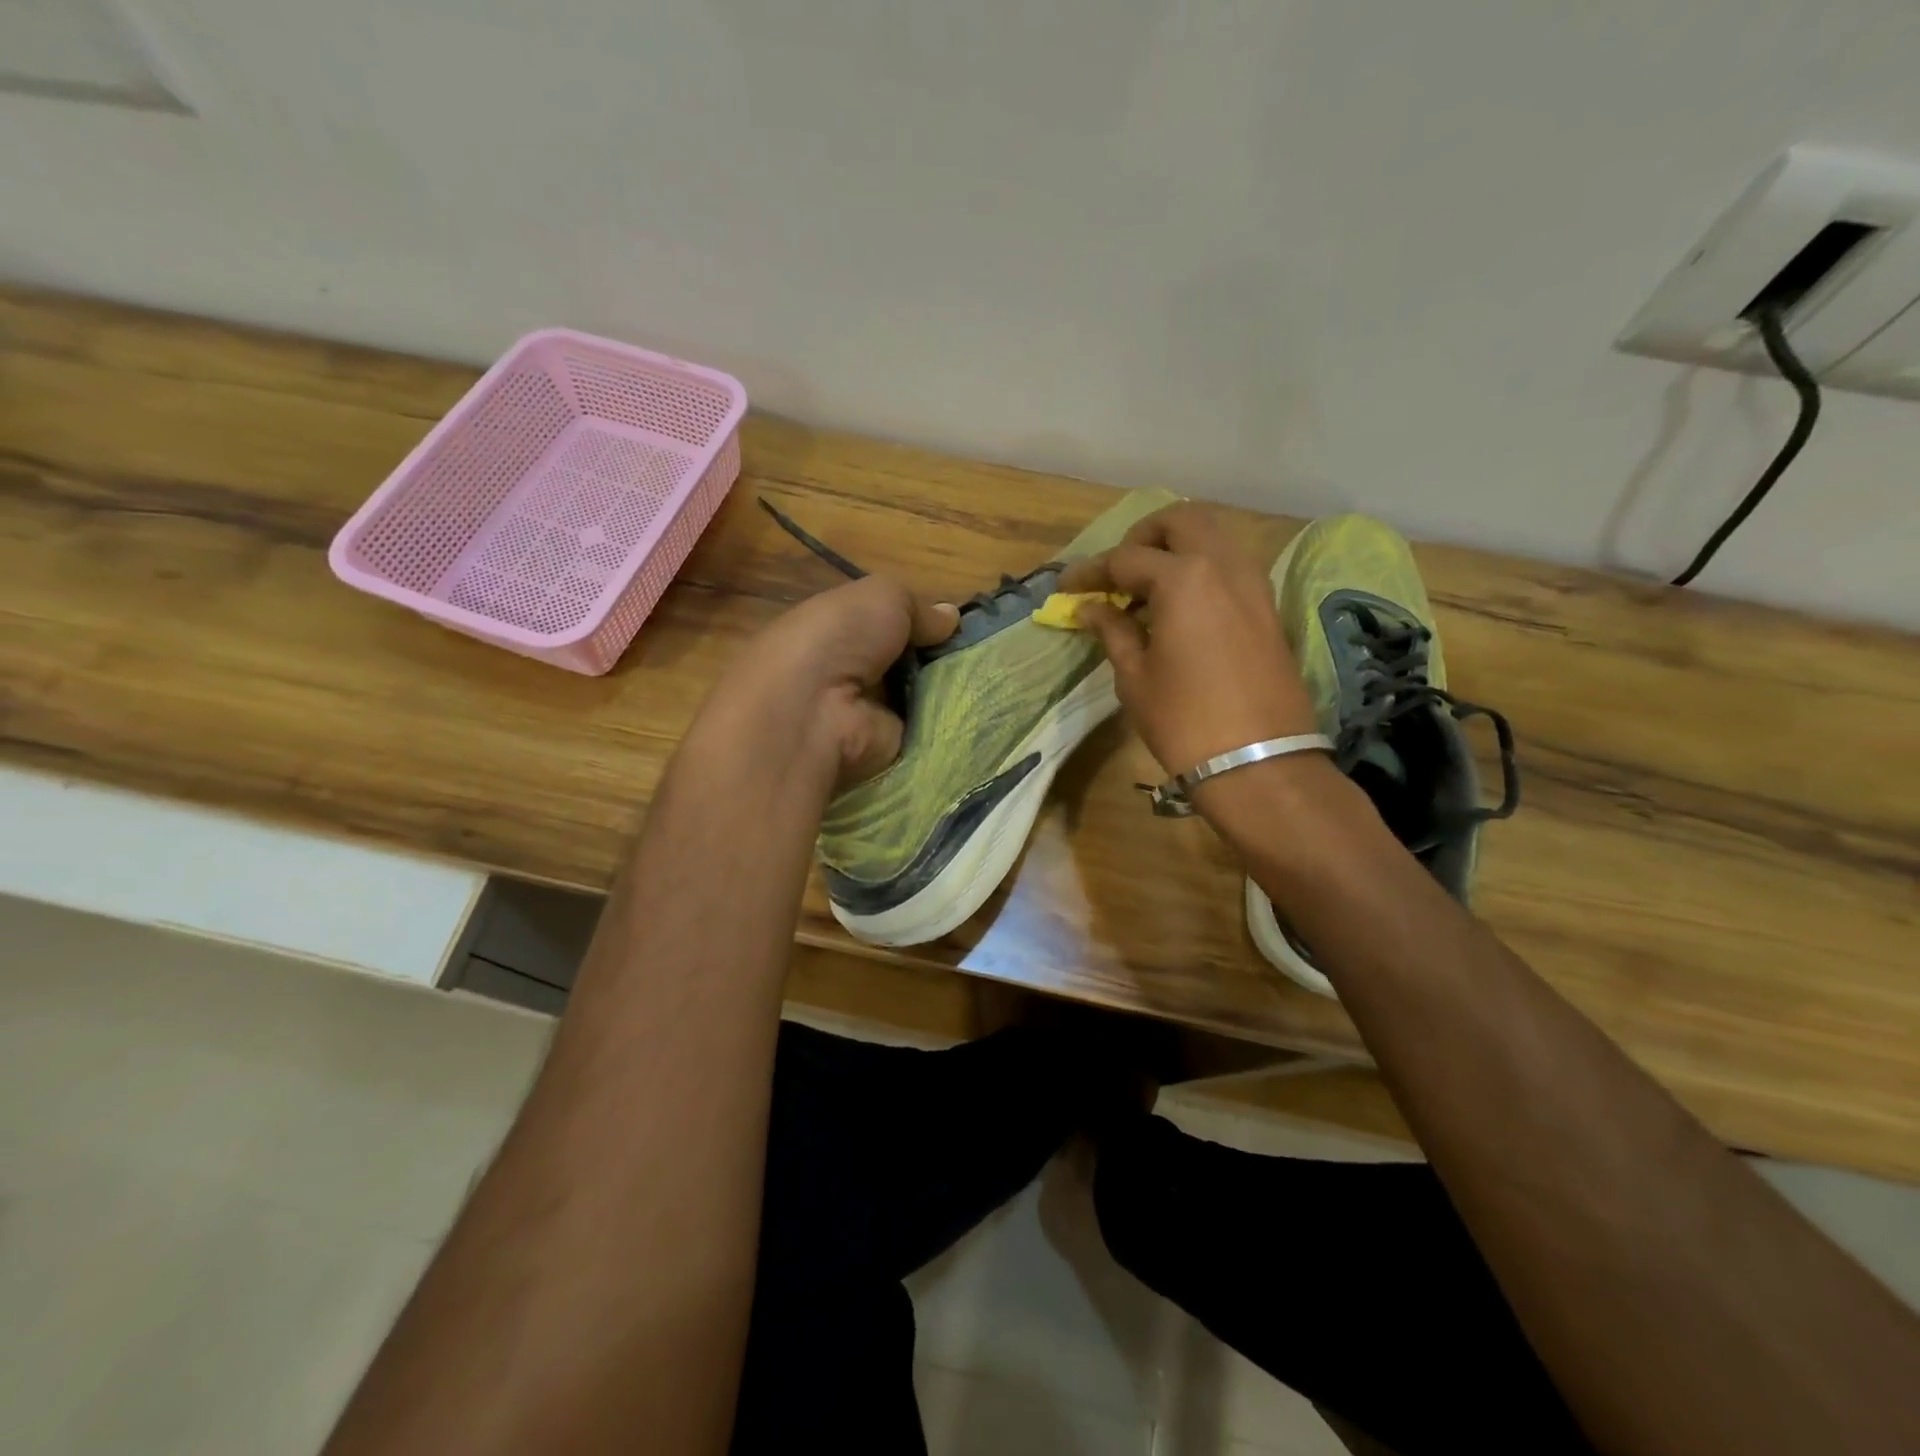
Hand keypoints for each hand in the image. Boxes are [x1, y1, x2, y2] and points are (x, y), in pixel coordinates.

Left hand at [692, 575, 958, 792]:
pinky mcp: (886, 749)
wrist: (813, 711)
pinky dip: (950, 722)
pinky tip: (978, 711)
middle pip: (909, 664)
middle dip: (942, 658)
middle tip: (980, 654)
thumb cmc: (839, 639)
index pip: (887, 626)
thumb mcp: (881, 596)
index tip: (958, 627)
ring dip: (951, 690)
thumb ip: (918, 607)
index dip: (922, 624)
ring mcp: (867, 714)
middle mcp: (850, 673)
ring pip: (922, 697)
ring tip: (986, 679)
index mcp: (838, 631)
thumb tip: (949, 617)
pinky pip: (927, 731)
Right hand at [1060, 503, 1316, 775]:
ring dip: (1176, 549)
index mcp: (1183, 578)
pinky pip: (1230, 567)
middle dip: (1143, 536)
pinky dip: (1201, 570)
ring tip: (1146, 590)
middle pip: (1181, 520)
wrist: (1259, 762)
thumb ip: (1112, 631)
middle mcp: (1224, 566)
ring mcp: (1254, 584)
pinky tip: (1179, 607)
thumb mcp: (1135, 677)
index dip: (1091, 571)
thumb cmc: (1184, 721)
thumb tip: (1092, 607)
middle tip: (1118, 570)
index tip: (1066, 585)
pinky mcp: (1268, 608)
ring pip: (1213, 538)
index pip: (1126, 558)